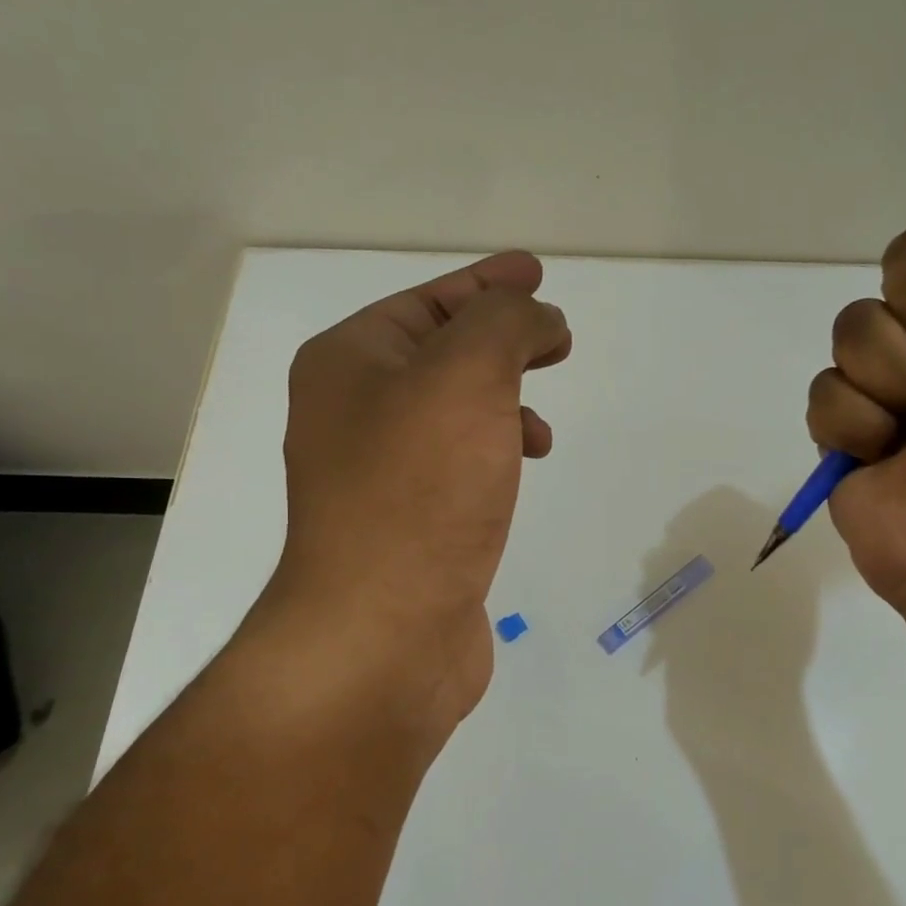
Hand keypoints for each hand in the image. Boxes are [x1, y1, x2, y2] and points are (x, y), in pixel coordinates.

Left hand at [259, 252, 569, 740]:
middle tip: (555, 336)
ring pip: (452, 412)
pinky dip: (495, 450)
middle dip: (500, 339)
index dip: (486, 283)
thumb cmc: (419, 492)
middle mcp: (353, 412)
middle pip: (439, 353)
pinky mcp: (410, 524)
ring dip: (502, 400)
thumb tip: (536, 320)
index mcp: (350, 363)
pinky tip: (522, 467)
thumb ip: (505, 324)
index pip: (427, 302)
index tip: (536, 274)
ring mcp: (379, 474)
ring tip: (540, 422)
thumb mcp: (466, 376)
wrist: (384, 631)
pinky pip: (459, 462)